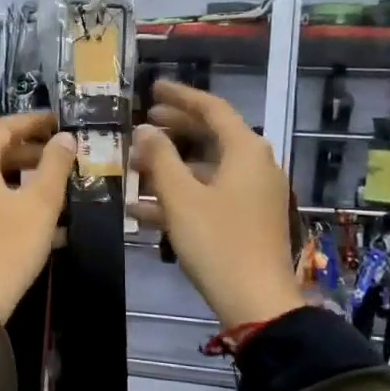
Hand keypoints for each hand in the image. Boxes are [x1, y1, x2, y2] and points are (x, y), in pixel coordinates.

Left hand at [0, 112, 77, 321]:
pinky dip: (7, 199)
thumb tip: (65, 138)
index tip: (59, 122)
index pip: (5, 127)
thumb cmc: (7, 244)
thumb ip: (55, 165)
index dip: (34, 122)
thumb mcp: (40, 203)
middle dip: (30, 152)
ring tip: (54, 186)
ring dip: (21, 178)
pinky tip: (35, 217)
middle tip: (62, 156)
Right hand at [130, 81, 303, 331]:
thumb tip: (145, 130)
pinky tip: (141, 209)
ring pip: (206, 168)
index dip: (181, 96)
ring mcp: (253, 194)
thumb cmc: (217, 242)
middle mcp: (255, 165)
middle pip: (211, 136)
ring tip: (133, 167)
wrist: (255, 301)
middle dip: (174, 130)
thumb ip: (160, 158)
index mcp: (246, 150)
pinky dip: (180, 196)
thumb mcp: (181, 198)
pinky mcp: (247, 219)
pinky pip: (209, 195)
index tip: (153, 89)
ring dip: (170, 167)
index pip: (212, 108)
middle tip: (142, 123)